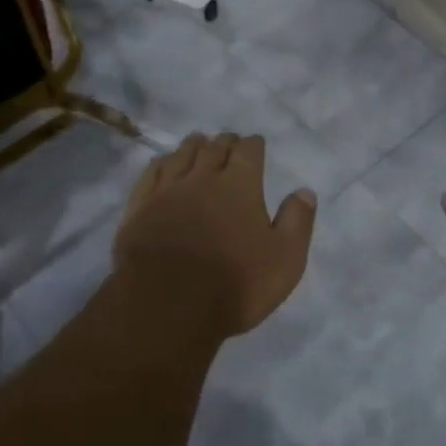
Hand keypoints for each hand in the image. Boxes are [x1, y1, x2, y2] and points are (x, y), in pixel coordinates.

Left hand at [113, 132, 316, 336]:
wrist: (167, 303)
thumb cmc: (234, 283)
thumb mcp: (284, 259)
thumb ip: (297, 221)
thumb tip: (305, 191)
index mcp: (240, 185)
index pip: (248, 151)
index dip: (253, 145)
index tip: (256, 144)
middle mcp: (203, 177)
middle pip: (215, 147)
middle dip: (225, 142)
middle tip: (229, 142)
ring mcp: (168, 189)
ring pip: (182, 154)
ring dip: (194, 146)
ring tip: (199, 143)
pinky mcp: (140, 206)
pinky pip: (153, 172)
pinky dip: (163, 162)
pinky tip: (165, 163)